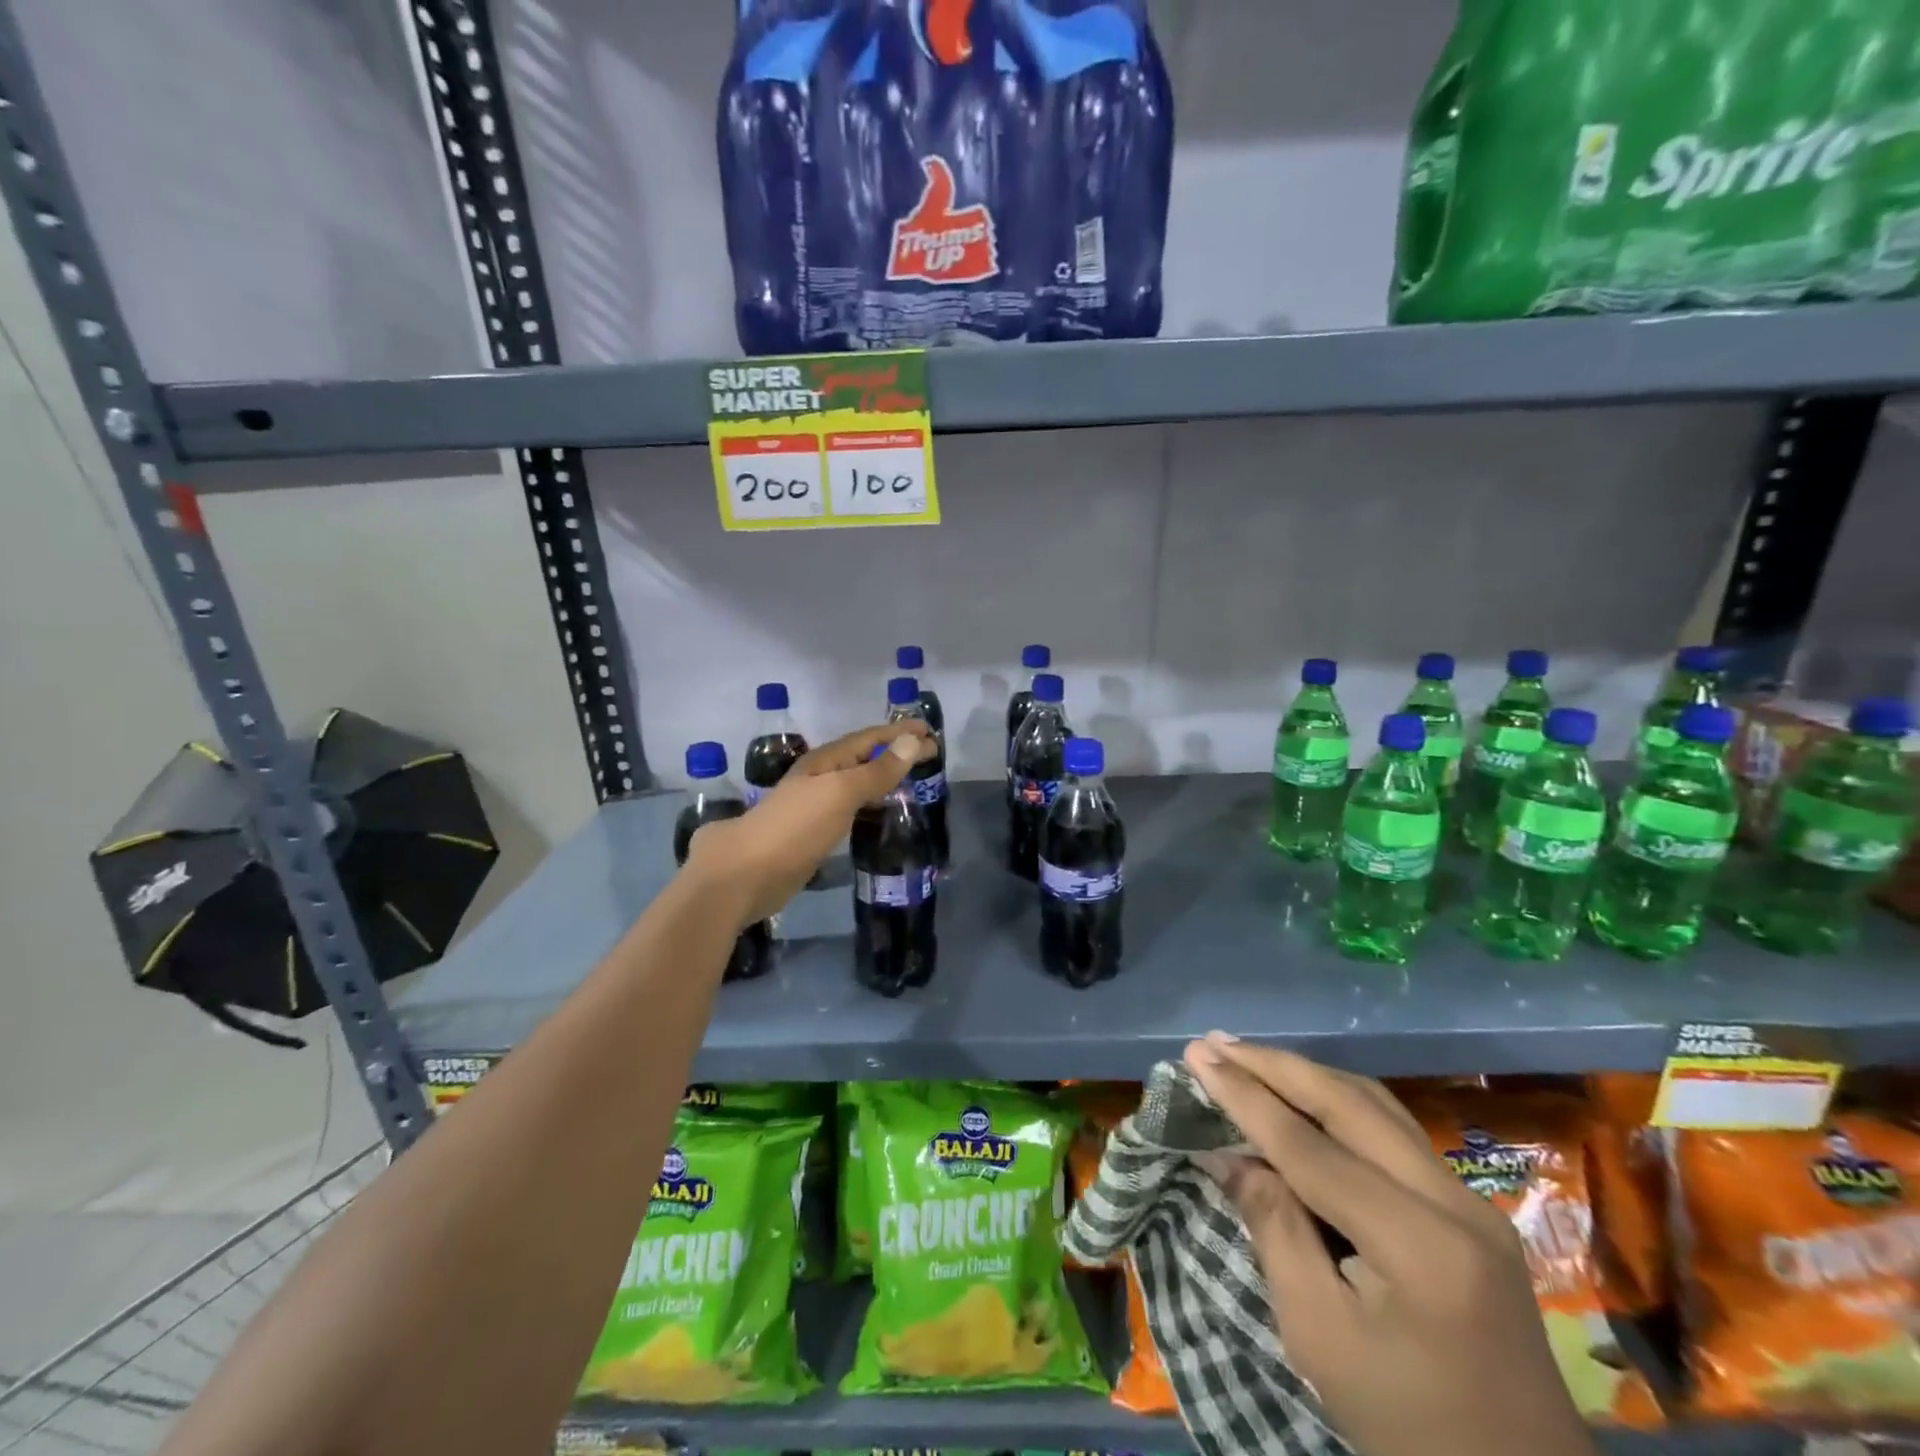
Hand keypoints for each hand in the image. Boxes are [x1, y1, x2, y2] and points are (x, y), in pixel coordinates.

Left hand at [684, 720, 933, 924]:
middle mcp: (819, 777)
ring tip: (911, 779)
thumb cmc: (795, 827)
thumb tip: (913, 741)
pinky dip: (870, 803)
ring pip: (856, 782)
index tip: (932, 732)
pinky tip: (879, 813)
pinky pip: (850, 808)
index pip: (870, 738)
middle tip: (929, 755)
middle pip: (863, 757)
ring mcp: (814, 806)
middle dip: (895, 752)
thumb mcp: (840, 793)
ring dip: (882, 776)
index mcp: (825, 761)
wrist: (745, 874)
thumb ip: (877, 770)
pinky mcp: (813, 833)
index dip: (900, 733)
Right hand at [1182, 1036, 1595, 1455]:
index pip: (1310, 1145)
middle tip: (1214, 1043)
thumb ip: (1273, 1227)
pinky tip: (1298, 1094)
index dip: (1246, 1097)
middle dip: (1275, 1066)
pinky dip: (1335, 1102)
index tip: (1194, 1056)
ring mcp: (1470, 1201)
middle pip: (1349, 1103)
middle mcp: (1454, 1202)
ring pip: (1374, 1105)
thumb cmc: (1406, 1427)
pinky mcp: (1471, 1208)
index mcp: (1419, 1244)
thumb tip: (1225, 1152)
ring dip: (1305, 1074)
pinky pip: (1391, 1130)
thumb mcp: (1318, 1335)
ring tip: (1246, 1055)